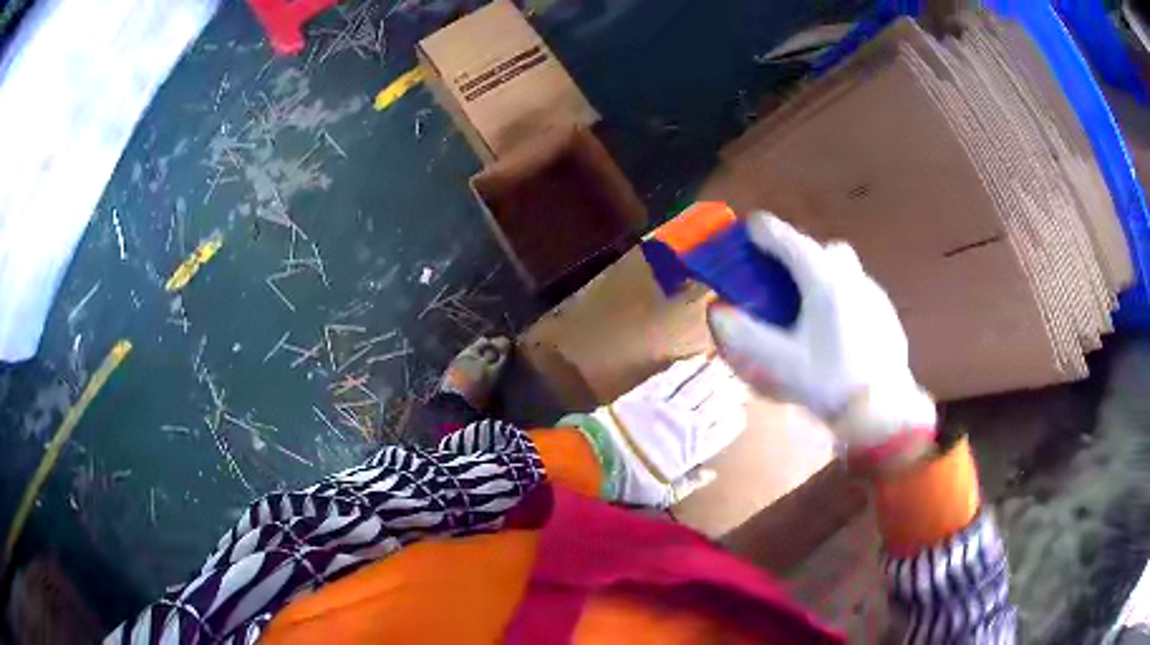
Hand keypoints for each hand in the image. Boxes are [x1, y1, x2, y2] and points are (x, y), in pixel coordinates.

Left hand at [572, 355, 749, 507]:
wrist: (594, 461)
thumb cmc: (629, 483)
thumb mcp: (662, 494)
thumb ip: (690, 483)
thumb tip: (712, 473)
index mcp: (692, 451)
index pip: (724, 430)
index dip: (735, 417)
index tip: (742, 408)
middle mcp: (686, 424)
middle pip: (715, 401)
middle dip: (730, 387)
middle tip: (742, 374)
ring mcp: (666, 406)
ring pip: (697, 385)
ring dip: (712, 372)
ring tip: (726, 361)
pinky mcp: (646, 394)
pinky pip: (670, 378)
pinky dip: (684, 368)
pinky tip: (695, 360)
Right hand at [706, 212, 935, 469]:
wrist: (882, 410)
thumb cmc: (829, 382)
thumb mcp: (779, 362)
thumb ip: (744, 334)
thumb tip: (717, 311)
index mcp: (823, 280)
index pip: (789, 240)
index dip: (765, 231)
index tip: (751, 229)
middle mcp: (851, 276)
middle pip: (823, 249)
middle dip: (801, 254)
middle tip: (784, 280)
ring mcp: (873, 294)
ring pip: (845, 269)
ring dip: (824, 276)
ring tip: (810, 310)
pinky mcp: (887, 313)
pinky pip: (860, 292)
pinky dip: (844, 298)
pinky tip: (839, 332)